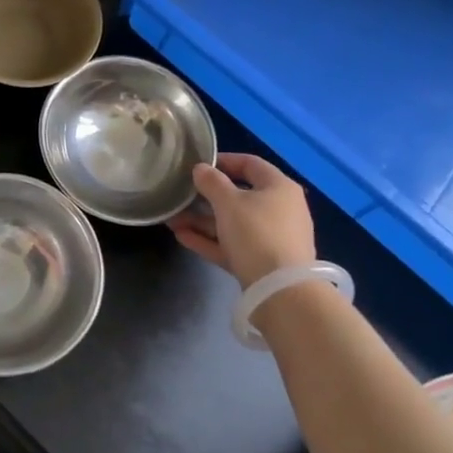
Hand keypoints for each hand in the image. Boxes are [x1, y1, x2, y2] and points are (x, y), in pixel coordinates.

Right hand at [168, 153, 316, 287]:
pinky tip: (182, 237)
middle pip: (239, 196)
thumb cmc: (256, 233)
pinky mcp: (261, 263)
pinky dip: (210, 240)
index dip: (223, 161)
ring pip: (232, 224)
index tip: (197, 165)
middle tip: (180, 196)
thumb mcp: (229, 203)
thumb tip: (200, 169)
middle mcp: (279, 210)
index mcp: (279, 187)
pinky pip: (232, 245)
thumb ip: (211, 182)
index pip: (250, 164)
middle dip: (205, 197)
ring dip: (202, 221)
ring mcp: (271, 238)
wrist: (280, 291)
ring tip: (172, 220)